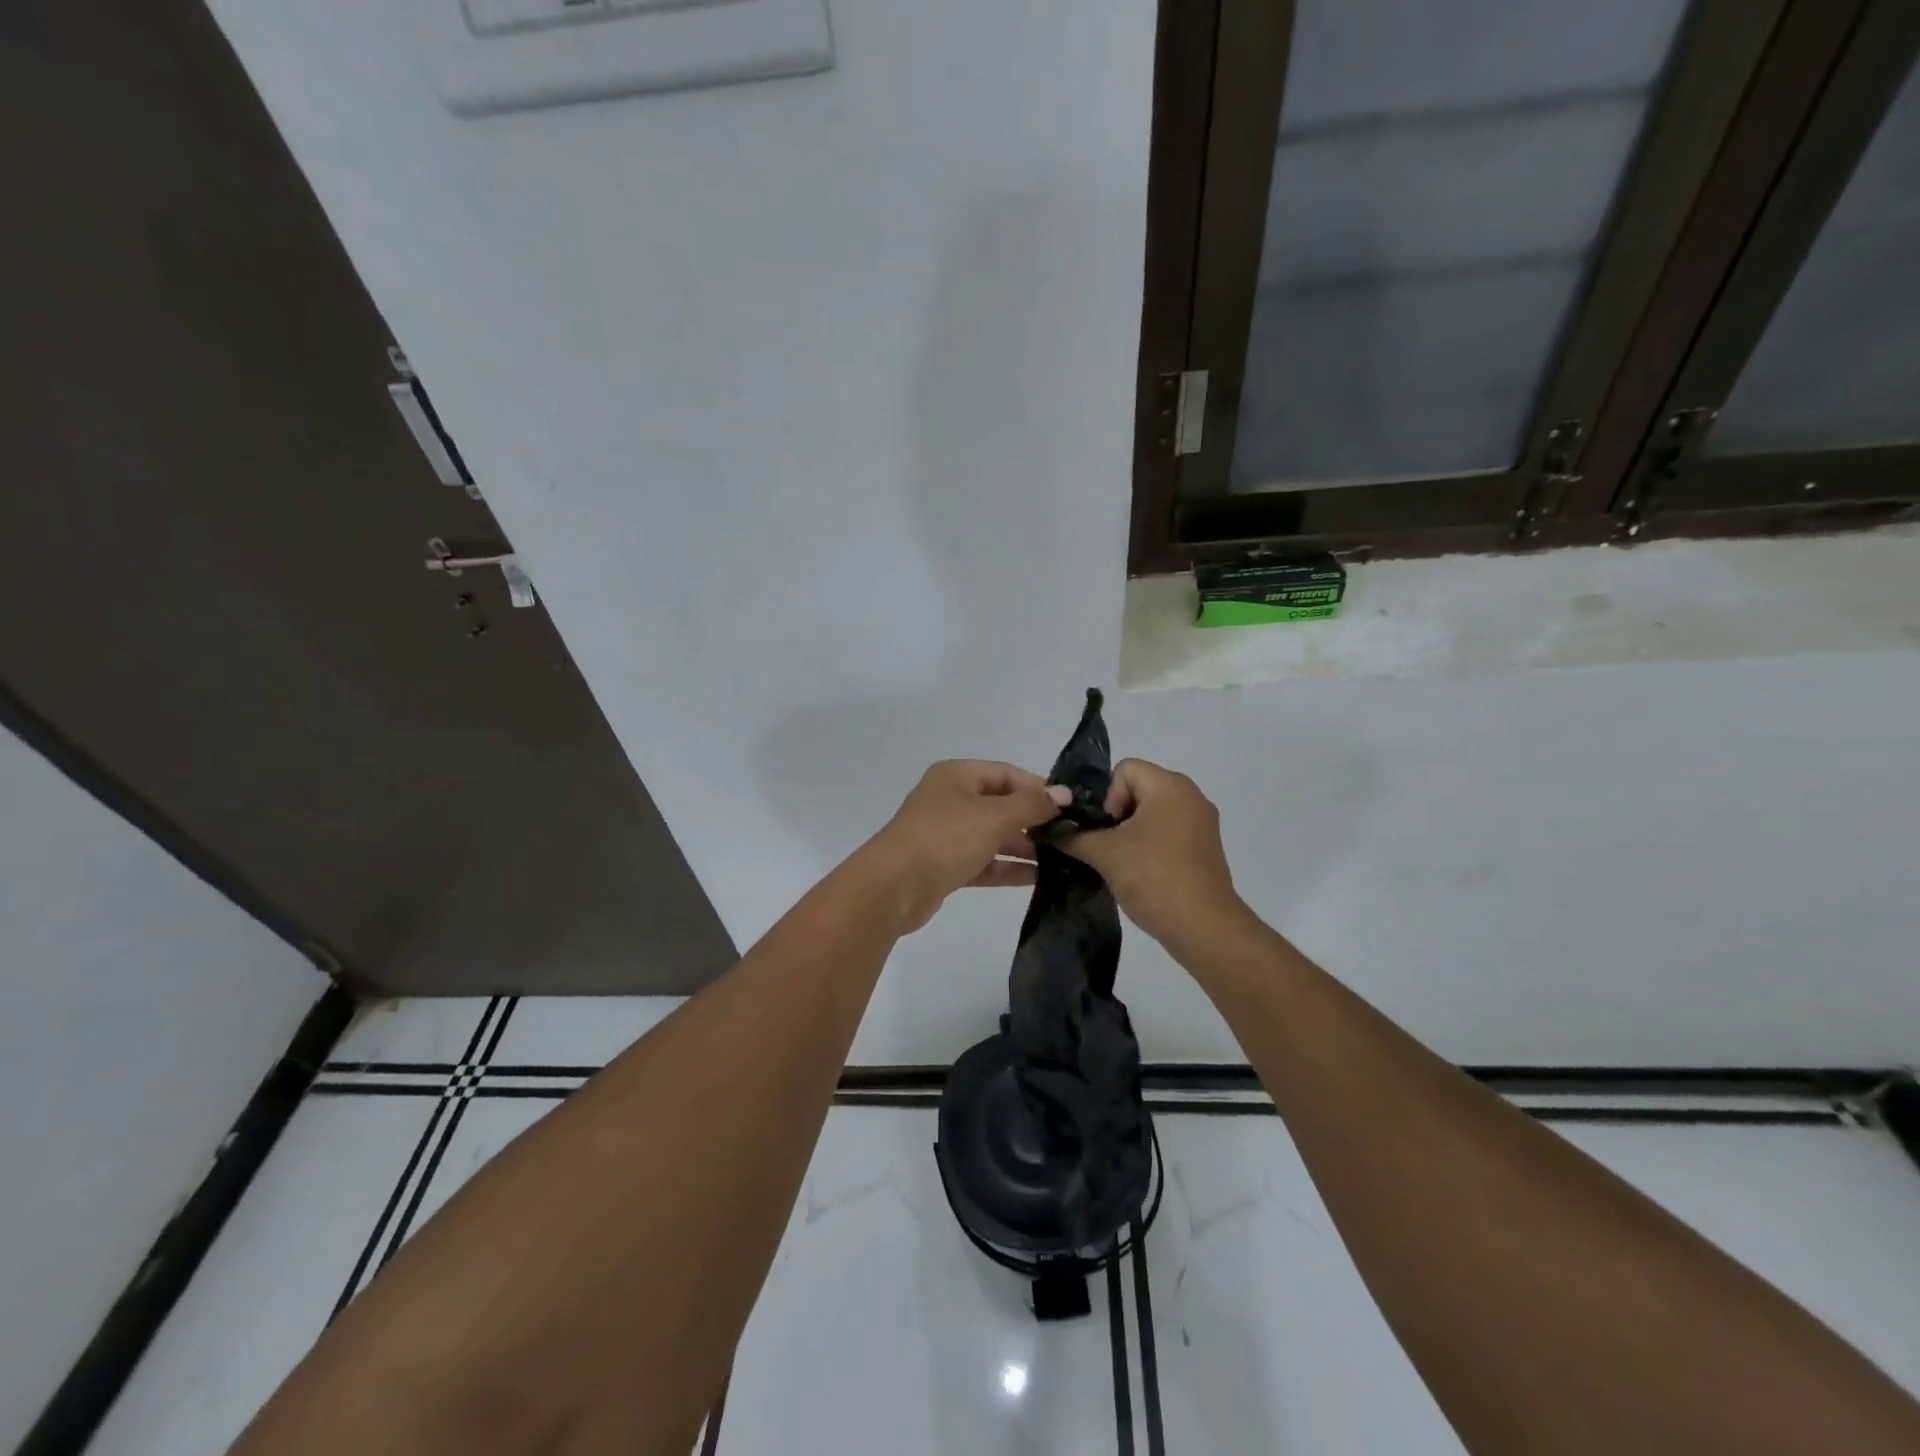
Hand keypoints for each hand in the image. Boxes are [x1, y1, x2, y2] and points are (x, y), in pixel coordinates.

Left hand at [861, 761, 1070, 933]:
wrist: (893, 886)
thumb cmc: (945, 838)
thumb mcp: (994, 816)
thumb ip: (1032, 805)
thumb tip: (1064, 793)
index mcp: (955, 776)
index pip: (1005, 773)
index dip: (1036, 786)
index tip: (1068, 805)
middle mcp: (949, 800)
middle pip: (999, 804)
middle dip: (1032, 819)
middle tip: (1069, 835)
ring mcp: (945, 834)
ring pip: (992, 835)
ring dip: (1023, 846)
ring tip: (1061, 859)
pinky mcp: (944, 866)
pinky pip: (983, 862)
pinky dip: (1006, 868)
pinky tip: (1038, 878)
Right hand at [1060, 759, 1248, 951]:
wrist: (1203, 929)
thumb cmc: (1153, 877)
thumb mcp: (1103, 854)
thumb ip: (1072, 835)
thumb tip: (1049, 829)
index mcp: (1170, 785)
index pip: (1124, 770)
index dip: (1107, 797)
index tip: (1107, 831)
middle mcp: (1191, 795)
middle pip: (1137, 790)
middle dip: (1115, 817)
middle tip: (1108, 849)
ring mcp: (1202, 823)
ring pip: (1151, 814)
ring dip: (1131, 834)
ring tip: (1122, 864)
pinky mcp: (1205, 848)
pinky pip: (1168, 833)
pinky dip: (1150, 847)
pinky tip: (1142, 874)